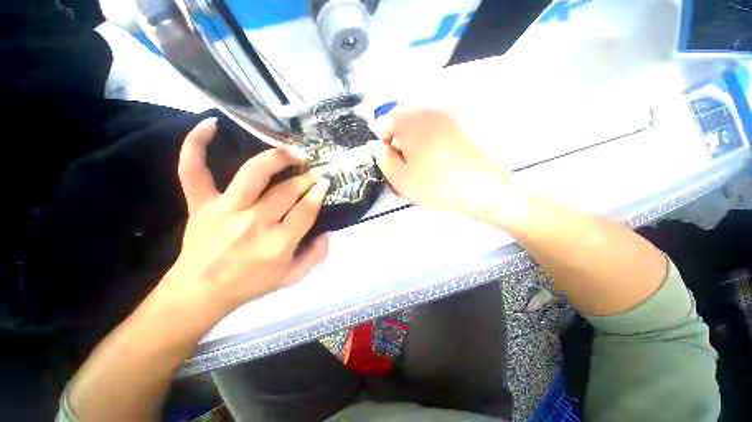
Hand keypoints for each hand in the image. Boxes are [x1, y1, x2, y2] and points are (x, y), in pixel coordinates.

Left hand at [159, 118, 329, 316]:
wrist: (200, 293)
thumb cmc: (251, 285)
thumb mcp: (293, 278)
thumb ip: (316, 256)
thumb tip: (327, 232)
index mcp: (278, 244)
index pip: (306, 210)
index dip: (318, 193)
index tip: (325, 182)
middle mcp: (255, 223)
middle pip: (287, 190)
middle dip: (307, 178)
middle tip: (314, 172)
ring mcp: (224, 211)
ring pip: (254, 173)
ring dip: (278, 157)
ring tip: (293, 151)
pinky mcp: (201, 205)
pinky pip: (193, 170)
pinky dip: (196, 145)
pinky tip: (210, 124)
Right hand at [374, 107, 523, 228]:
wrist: (488, 188)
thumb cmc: (439, 185)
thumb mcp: (401, 179)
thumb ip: (384, 159)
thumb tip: (380, 146)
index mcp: (412, 121)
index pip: (385, 120)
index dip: (383, 140)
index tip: (391, 158)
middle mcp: (431, 109)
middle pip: (405, 118)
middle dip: (400, 138)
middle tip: (408, 162)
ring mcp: (452, 113)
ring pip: (423, 122)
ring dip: (417, 138)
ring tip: (426, 161)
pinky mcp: (467, 121)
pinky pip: (440, 125)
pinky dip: (434, 138)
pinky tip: (442, 157)